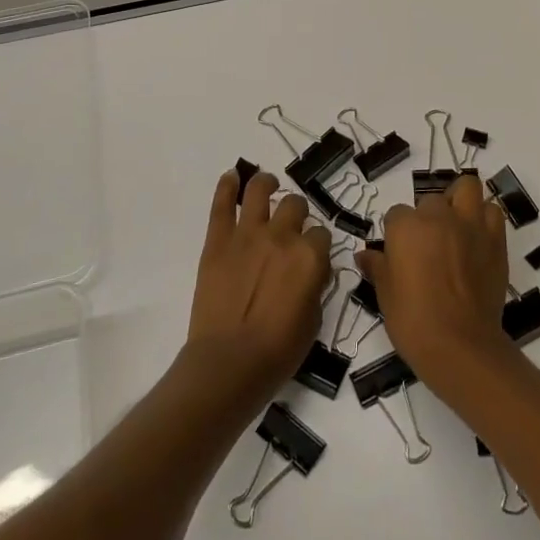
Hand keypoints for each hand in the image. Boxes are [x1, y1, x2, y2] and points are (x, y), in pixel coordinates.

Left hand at [187, 169, 332, 399]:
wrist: (229, 363)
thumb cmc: (278, 351)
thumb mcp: (314, 320)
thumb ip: (316, 286)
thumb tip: (313, 271)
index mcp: (310, 256)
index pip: (321, 234)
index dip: (317, 244)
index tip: (312, 255)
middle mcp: (282, 236)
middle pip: (295, 205)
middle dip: (297, 212)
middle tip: (291, 224)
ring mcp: (247, 235)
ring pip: (261, 191)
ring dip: (266, 184)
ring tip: (267, 185)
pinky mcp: (218, 241)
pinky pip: (223, 205)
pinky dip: (227, 186)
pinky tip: (233, 176)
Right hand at [358, 173, 512, 393]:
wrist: (460, 345)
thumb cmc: (414, 321)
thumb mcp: (385, 296)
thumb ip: (377, 267)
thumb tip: (363, 255)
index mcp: (406, 227)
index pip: (396, 214)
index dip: (397, 234)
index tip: (400, 254)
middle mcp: (438, 217)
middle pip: (430, 201)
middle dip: (428, 217)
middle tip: (428, 245)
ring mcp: (470, 225)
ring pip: (467, 188)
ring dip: (460, 201)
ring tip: (456, 224)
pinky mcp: (495, 239)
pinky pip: (492, 212)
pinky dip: (484, 219)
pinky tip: (477, 238)